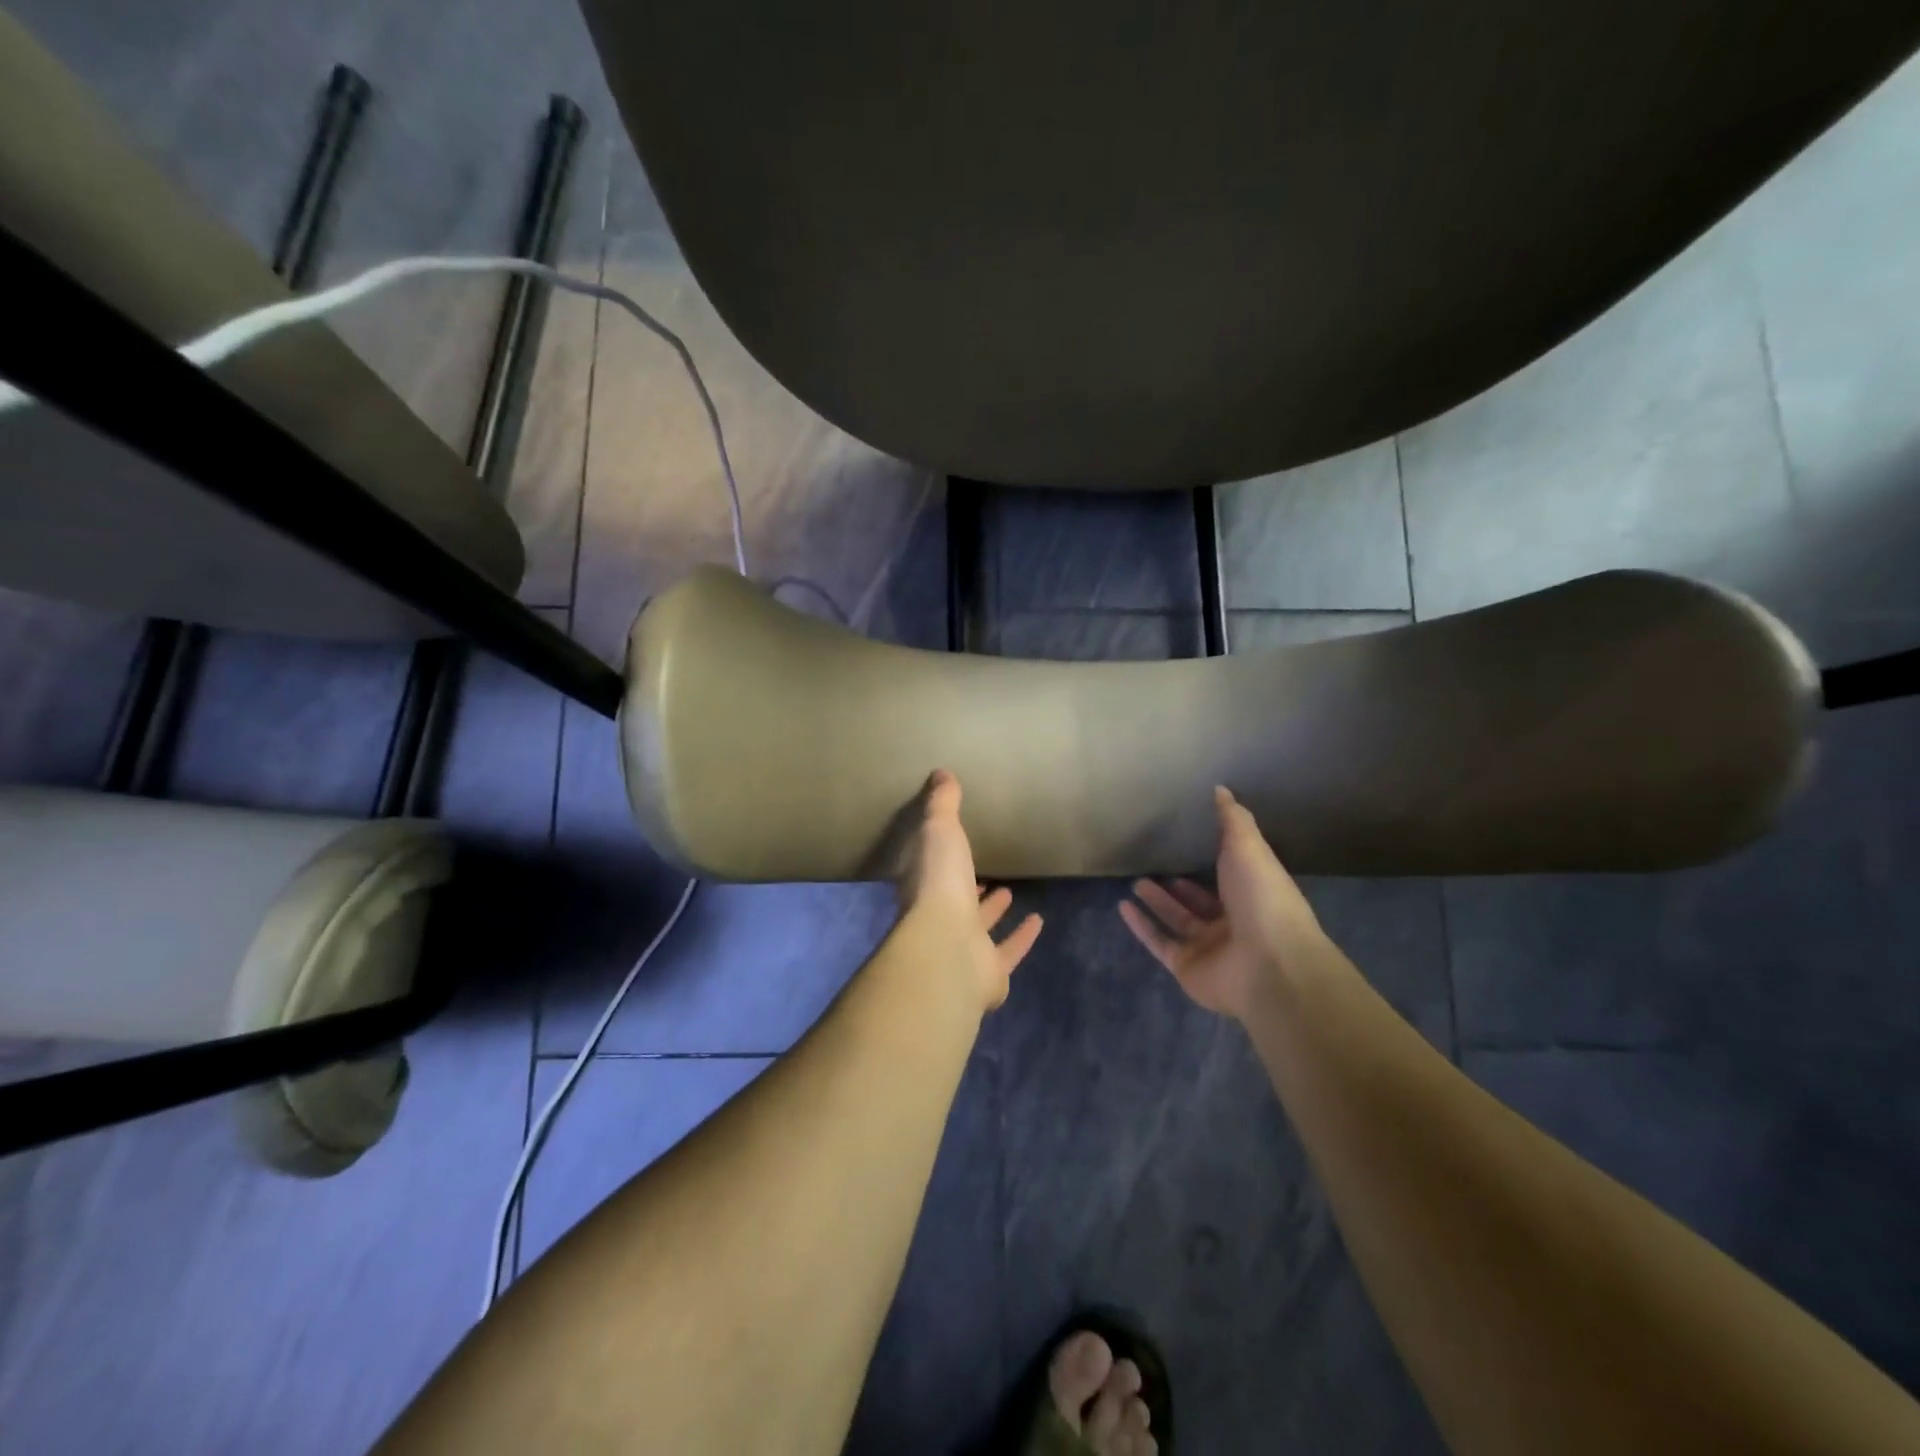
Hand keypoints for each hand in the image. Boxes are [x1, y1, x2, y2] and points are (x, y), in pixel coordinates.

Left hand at [895, 770, 1042, 1010]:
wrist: (949, 948)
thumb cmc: (940, 883)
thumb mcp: (939, 830)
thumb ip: (942, 804)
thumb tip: (941, 773)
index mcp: (922, 887)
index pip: (927, 870)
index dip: (938, 858)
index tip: (954, 845)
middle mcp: (937, 919)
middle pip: (952, 901)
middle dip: (966, 886)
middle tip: (984, 873)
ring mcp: (963, 948)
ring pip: (978, 928)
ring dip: (991, 911)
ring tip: (1009, 892)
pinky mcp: (989, 971)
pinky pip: (1008, 950)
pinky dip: (1022, 937)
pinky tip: (1038, 921)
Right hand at [1119, 786, 1326, 1018]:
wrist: (1269, 965)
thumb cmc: (1262, 899)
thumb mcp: (1248, 848)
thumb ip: (1233, 820)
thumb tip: (1221, 788)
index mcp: (1253, 894)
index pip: (1230, 875)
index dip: (1212, 860)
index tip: (1188, 840)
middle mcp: (1233, 922)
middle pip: (1201, 902)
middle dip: (1180, 886)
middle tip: (1153, 865)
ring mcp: (1210, 948)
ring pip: (1178, 922)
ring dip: (1157, 903)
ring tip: (1135, 882)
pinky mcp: (1187, 967)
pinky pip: (1159, 942)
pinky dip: (1141, 926)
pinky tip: (1123, 907)